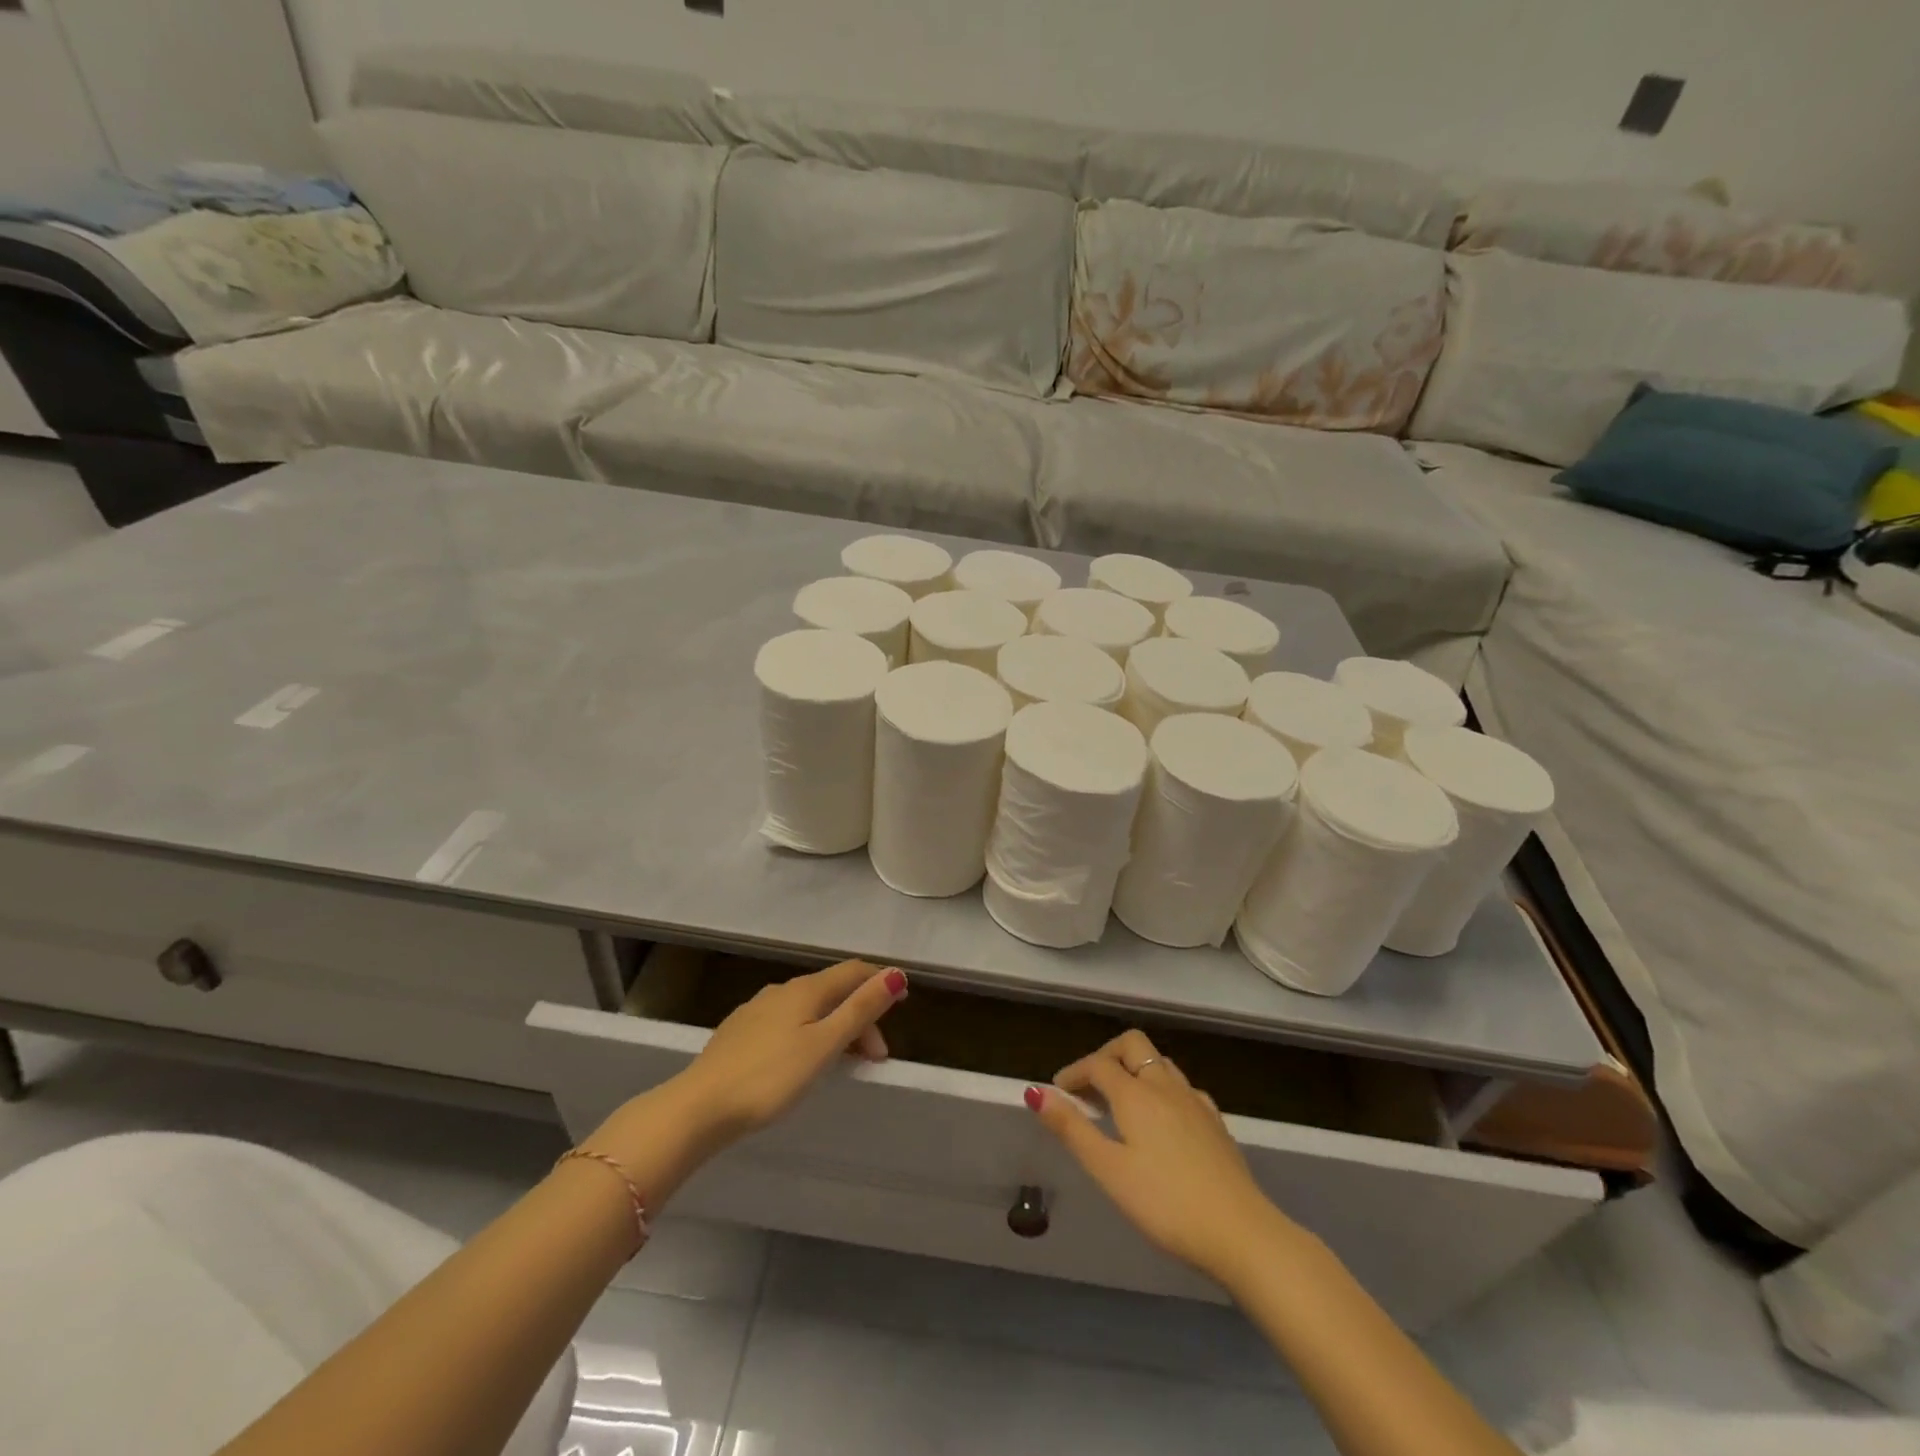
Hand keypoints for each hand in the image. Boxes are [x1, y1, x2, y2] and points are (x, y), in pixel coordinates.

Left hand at [584, 959, 906, 1204]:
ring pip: (809, 1007)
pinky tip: (803, 1059)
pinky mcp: (740, 1032)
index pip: (853, 971)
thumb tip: (895, 973)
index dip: (880, 981)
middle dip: (860, 1016)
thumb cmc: (770, 1078)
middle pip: (833, 991)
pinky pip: (787, 1021)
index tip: (903, 1003)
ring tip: (844, 1062)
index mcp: (806, 989)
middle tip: (874, 1057)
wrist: (699, 1107)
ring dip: (835, 1026)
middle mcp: (782, 990)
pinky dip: (809, 1033)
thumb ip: (860, 1009)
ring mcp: (757, 1010)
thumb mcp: (824, 1044)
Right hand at [1028, 1030, 1296, 1288]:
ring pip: (1159, 1063)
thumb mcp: (1109, 1171)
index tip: (1058, 1092)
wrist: (1242, 1232)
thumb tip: (1036, 1092)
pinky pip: (1182, 1087)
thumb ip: (1072, 1129)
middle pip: (1132, 1045)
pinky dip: (1161, 1090)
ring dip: (1134, 1070)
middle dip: (1106, 1056)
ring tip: (1119, 1103)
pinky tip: (1161, 1120)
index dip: (1074, 1073)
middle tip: (1089, 1088)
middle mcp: (1165, 1085)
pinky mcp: (1215, 1122)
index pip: (1097, 1064)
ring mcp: (1195, 1101)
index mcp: (1136, 1094)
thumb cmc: (1166, 1204)